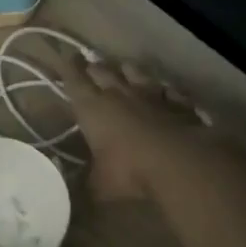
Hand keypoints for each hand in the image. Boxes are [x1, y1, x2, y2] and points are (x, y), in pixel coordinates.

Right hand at [64, 57, 215, 202]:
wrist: (180, 162)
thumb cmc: (129, 171)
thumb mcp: (100, 185)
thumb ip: (88, 183)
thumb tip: (77, 191)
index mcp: (92, 108)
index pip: (74, 80)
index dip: (68, 67)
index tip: (65, 55)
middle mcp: (119, 94)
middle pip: (102, 71)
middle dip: (93, 66)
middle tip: (88, 63)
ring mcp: (151, 95)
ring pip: (135, 72)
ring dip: (127, 70)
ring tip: (123, 67)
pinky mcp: (178, 103)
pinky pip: (168, 90)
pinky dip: (163, 90)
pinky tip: (165, 91)